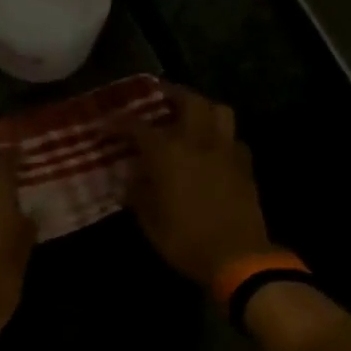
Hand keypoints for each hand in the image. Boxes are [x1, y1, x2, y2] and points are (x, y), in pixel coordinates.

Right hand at [118, 85, 272, 287]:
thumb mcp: (149, 221)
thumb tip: (131, 178)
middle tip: (156, 96)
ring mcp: (226, 151)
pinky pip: (232, 137)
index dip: (119, 123)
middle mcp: (198, 142)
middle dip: (170, 94)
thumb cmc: (185, 240)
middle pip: (188, 101)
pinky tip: (209, 147)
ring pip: (218, 110)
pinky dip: (218, 134)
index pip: (138, 127)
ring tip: (187, 114)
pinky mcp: (245, 165)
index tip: (105, 126)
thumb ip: (138, 193)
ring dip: (201, 106)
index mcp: (169, 154)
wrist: (237, 257)